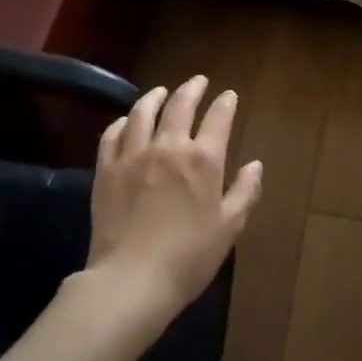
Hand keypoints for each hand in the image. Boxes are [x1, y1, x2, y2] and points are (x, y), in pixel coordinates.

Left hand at [90, 76, 262, 318]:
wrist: (131, 279)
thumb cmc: (189, 256)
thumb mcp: (229, 227)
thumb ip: (245, 191)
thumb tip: (255, 165)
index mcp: (203, 159)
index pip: (218, 118)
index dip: (225, 103)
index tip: (229, 95)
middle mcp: (168, 147)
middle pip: (180, 105)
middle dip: (192, 89)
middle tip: (198, 81)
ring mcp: (133, 155)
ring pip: (142, 113)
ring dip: (155, 97)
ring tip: (161, 92)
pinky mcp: (106, 170)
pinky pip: (112, 135)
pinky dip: (122, 122)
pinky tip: (126, 121)